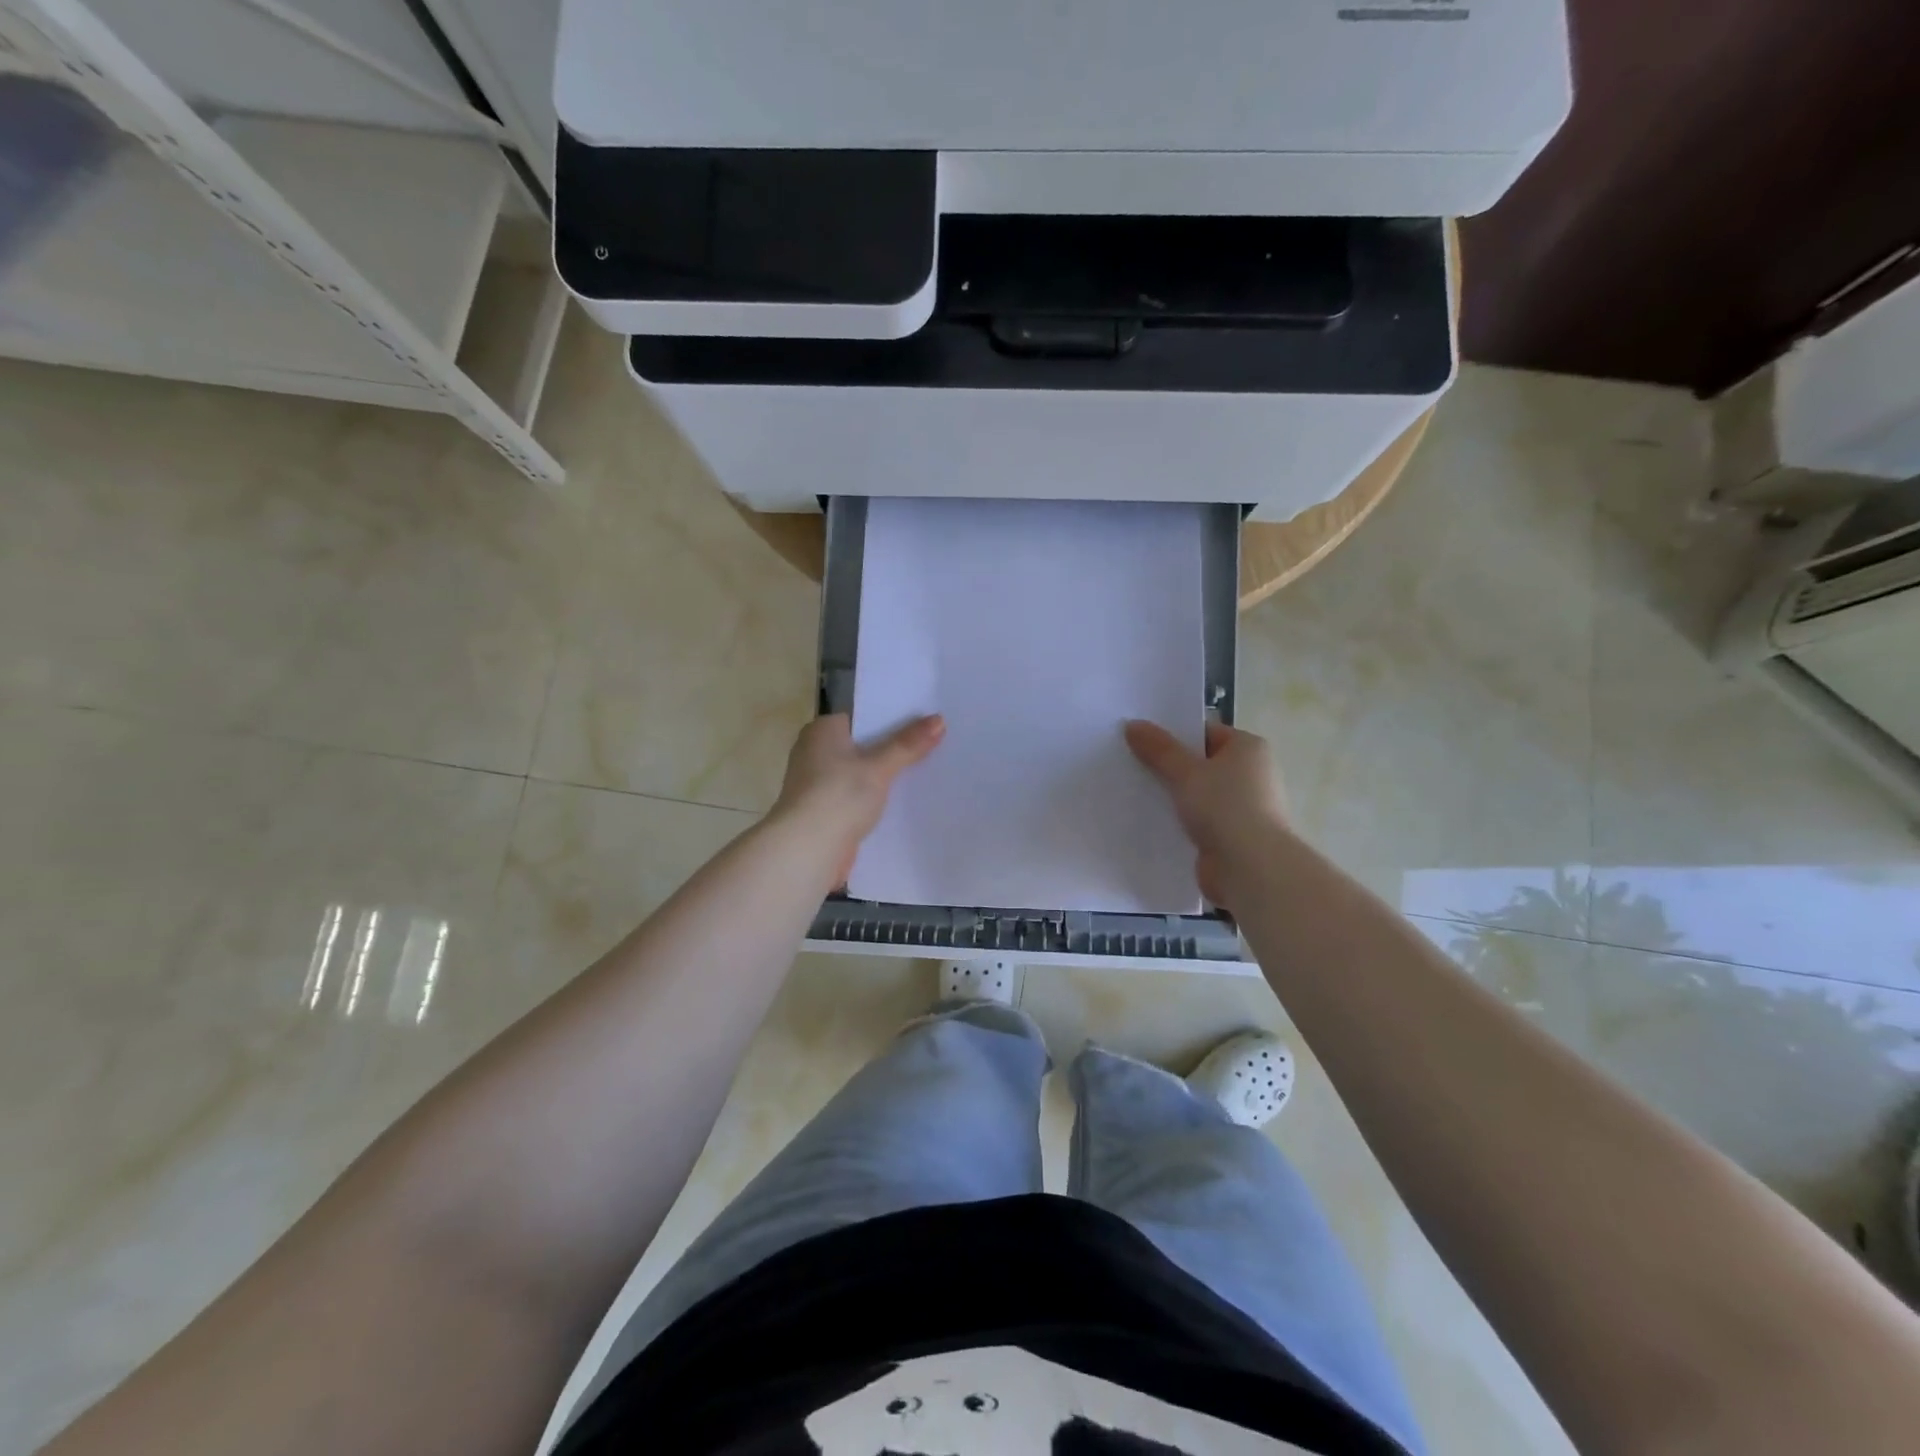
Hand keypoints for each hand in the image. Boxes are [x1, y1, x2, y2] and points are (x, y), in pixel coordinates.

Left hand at [772, 713, 945, 885]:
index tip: (923, 722)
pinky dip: (875, 800)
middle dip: (892, 750)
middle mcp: (814, 752)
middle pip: (863, 746)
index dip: (892, 719)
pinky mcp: (824, 812)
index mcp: (821, 731)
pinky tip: (903, 804)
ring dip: (884, 778)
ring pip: (861, 774)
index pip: (862, 718)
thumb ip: (908, 744)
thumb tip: (939, 719)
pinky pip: (857, 798)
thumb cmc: (839, 796)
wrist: (807, 850)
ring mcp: (817, 784)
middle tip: (933, 746)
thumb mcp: (879, 767)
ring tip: (925, 773)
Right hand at [1124, 719, 1287, 909]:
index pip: (1205, 732)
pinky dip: (1179, 821)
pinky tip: (1150, 821)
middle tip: (1130, 764)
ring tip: (1134, 792)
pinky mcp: (1231, 836)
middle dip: (1168, 766)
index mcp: (1248, 749)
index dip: (1173, 734)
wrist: (1250, 868)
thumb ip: (1158, 749)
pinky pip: (1198, 820)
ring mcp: (1243, 807)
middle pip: (1200, 763)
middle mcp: (1251, 774)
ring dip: (1172, 796)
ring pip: (1197, 794)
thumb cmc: (1225, 808)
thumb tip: (1133, 724)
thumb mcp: (1186, 772)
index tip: (1140, 740)